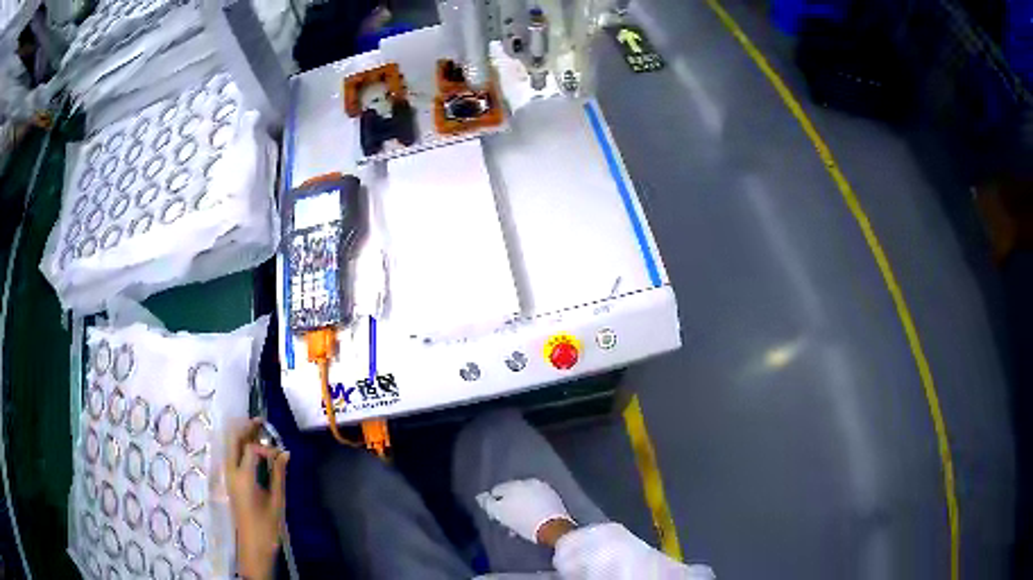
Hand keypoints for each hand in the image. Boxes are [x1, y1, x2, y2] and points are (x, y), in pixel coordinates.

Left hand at [226, 418, 289, 579]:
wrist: (253, 545)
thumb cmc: (267, 525)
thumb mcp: (277, 500)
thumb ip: (279, 474)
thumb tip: (285, 453)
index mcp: (243, 477)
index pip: (251, 449)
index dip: (266, 447)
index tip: (280, 455)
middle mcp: (231, 472)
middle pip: (234, 441)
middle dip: (246, 429)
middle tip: (261, 422)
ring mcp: (228, 477)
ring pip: (230, 447)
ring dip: (242, 436)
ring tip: (257, 431)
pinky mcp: (230, 482)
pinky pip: (232, 457)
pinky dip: (240, 448)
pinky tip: (252, 450)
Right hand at [476, 478, 574, 544]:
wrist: (554, 528)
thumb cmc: (523, 521)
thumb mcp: (500, 514)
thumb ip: (487, 503)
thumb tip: (480, 496)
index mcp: (513, 484)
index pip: (496, 491)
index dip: (493, 505)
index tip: (496, 518)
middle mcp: (528, 482)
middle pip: (512, 494)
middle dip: (509, 507)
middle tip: (508, 523)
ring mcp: (543, 488)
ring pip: (525, 498)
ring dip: (521, 509)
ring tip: (520, 525)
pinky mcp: (554, 497)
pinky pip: (538, 501)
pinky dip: (533, 508)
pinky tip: (533, 520)